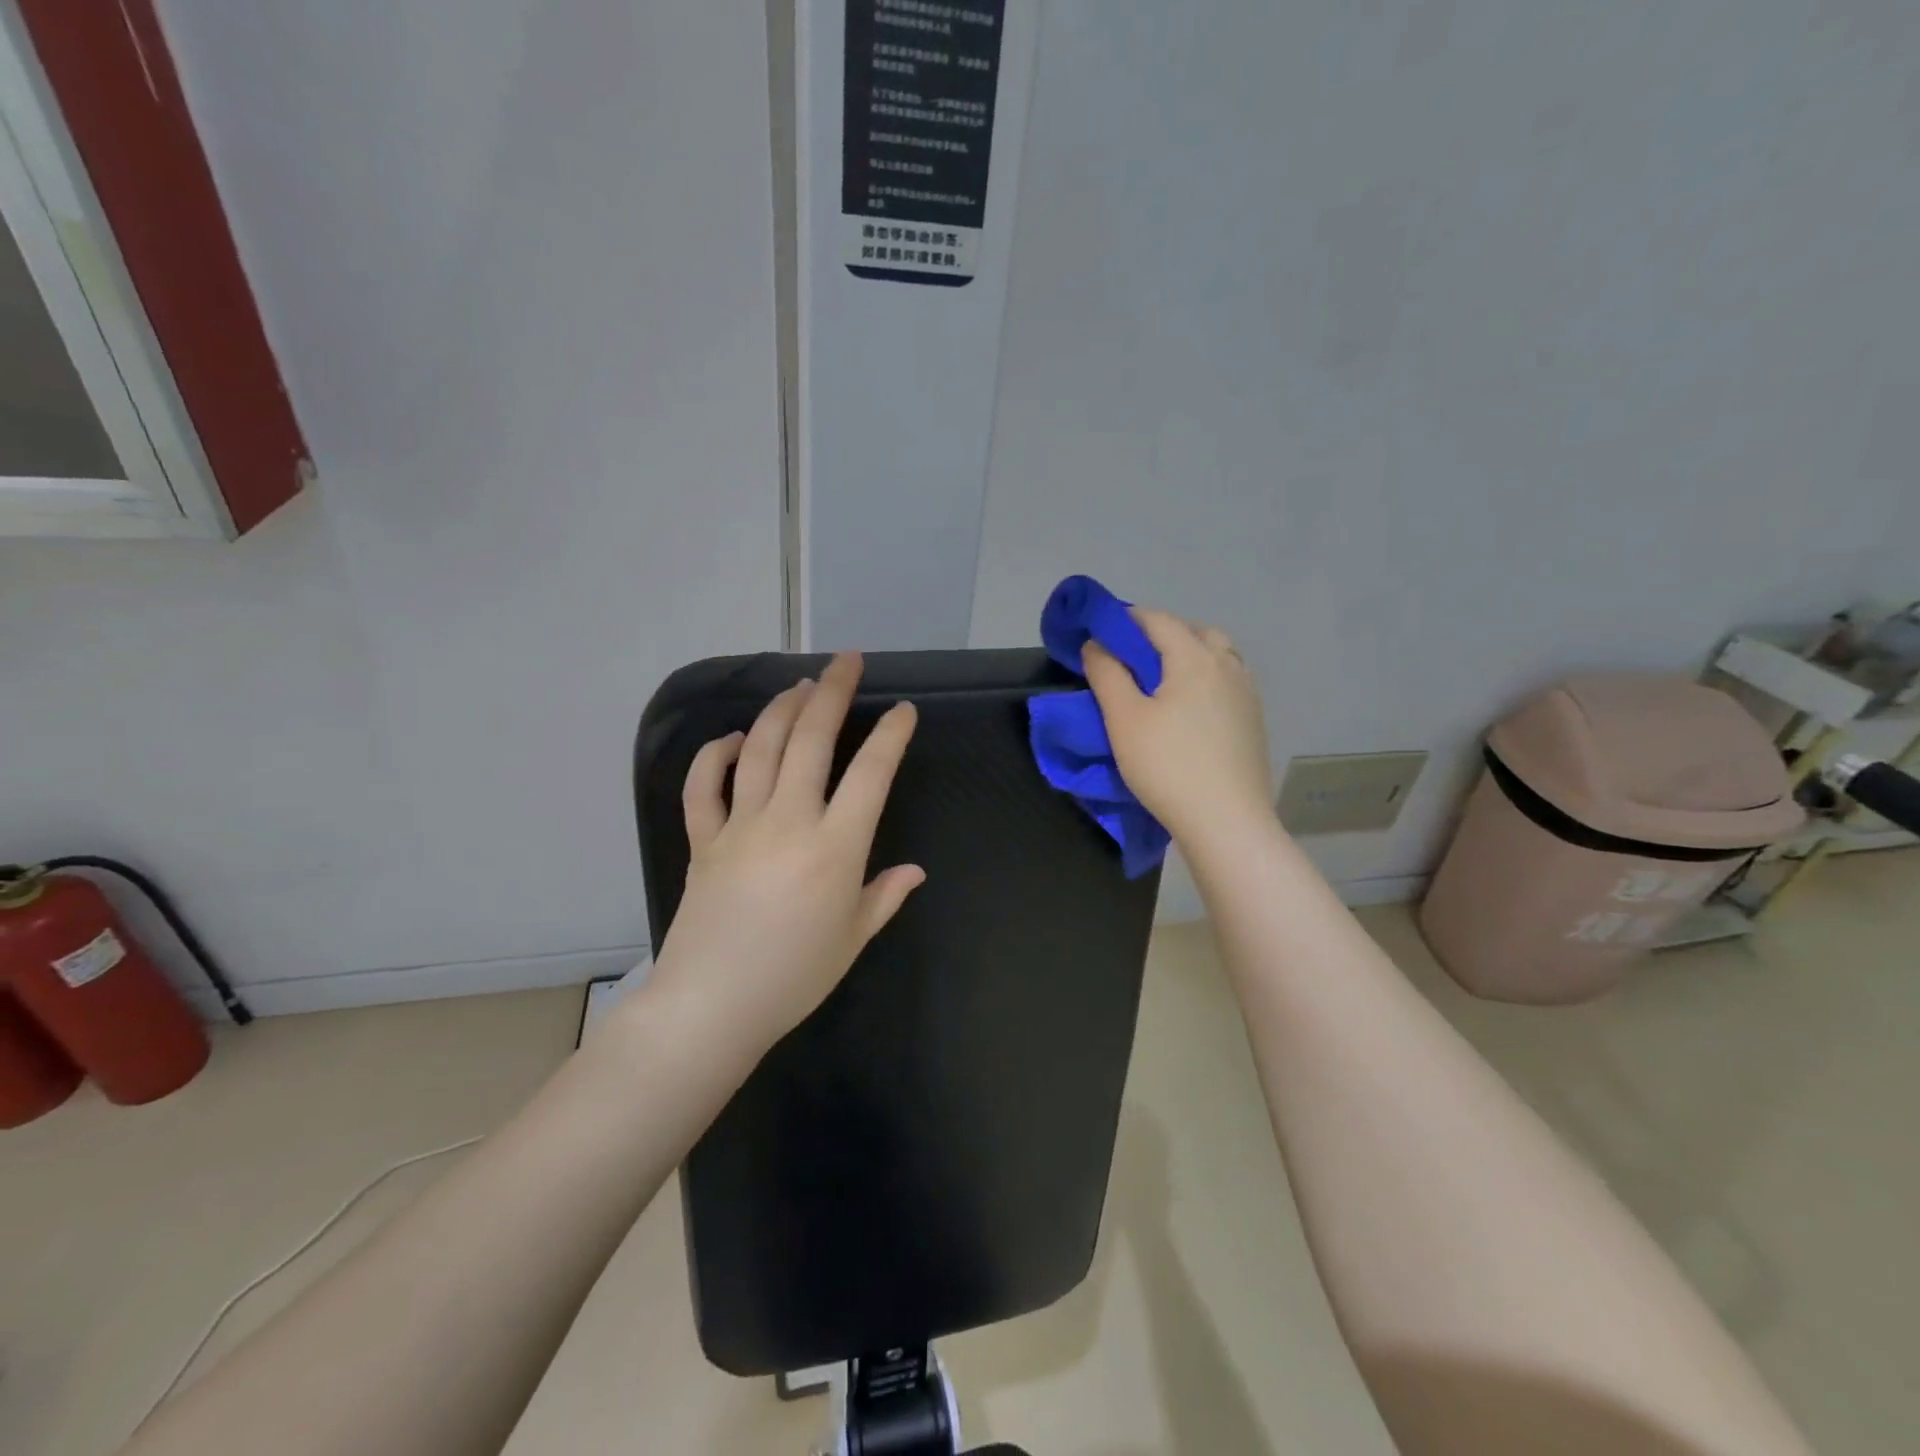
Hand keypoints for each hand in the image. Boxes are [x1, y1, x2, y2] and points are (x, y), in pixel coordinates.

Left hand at [640, 653, 923, 1058]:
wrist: (712, 1005)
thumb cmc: (794, 977)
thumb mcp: (852, 938)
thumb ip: (884, 896)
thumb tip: (914, 871)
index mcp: (834, 847)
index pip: (871, 774)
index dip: (891, 736)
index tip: (903, 710)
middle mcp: (788, 822)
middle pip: (811, 741)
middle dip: (832, 693)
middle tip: (846, 661)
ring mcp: (740, 826)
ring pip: (759, 749)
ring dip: (781, 710)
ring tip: (801, 686)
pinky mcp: (703, 840)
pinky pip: (703, 787)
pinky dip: (714, 755)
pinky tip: (731, 738)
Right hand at [1082, 607, 1274, 848]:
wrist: (1226, 822)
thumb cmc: (1168, 766)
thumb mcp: (1124, 720)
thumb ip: (1107, 674)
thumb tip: (1096, 644)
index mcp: (1196, 658)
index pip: (1158, 621)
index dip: (1127, 619)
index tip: (1101, 632)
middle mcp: (1228, 666)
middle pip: (1194, 632)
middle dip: (1161, 634)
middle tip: (1131, 656)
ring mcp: (1247, 694)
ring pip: (1217, 655)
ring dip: (1188, 654)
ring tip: (1161, 680)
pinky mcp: (1254, 721)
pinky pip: (1228, 681)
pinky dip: (1205, 678)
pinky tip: (1189, 707)